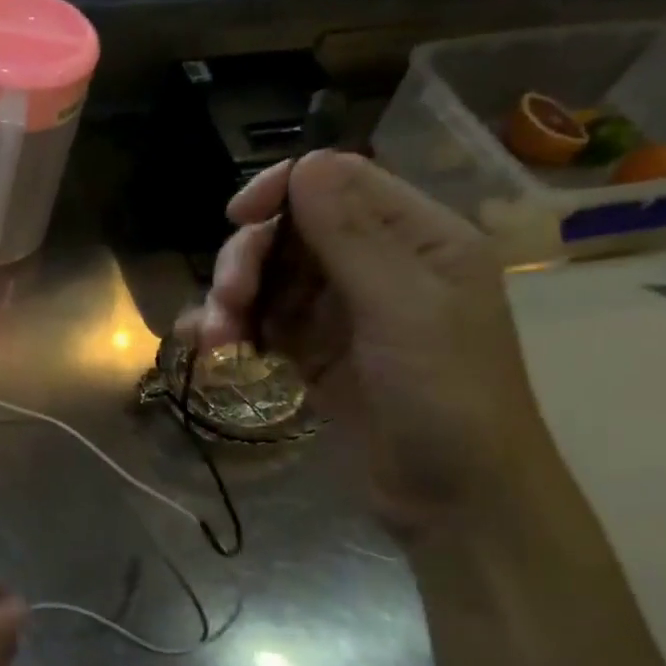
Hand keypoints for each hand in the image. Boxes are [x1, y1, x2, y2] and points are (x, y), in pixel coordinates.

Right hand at [190, 151, 558, 539]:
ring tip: (217, 341)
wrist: (455, 502)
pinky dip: (232, 329)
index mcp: (418, 239)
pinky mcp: (314, 353)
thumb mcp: (402, 309)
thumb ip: (351, 235)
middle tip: (227, 303)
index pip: (339, 182)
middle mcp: (377, 266)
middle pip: (290, 233)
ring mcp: (341, 312)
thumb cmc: (446, 397)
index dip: (283, 190)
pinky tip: (209, 347)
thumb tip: (306, 162)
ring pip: (269, 279)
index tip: (236, 218)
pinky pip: (262, 322)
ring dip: (233, 301)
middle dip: (249, 261)